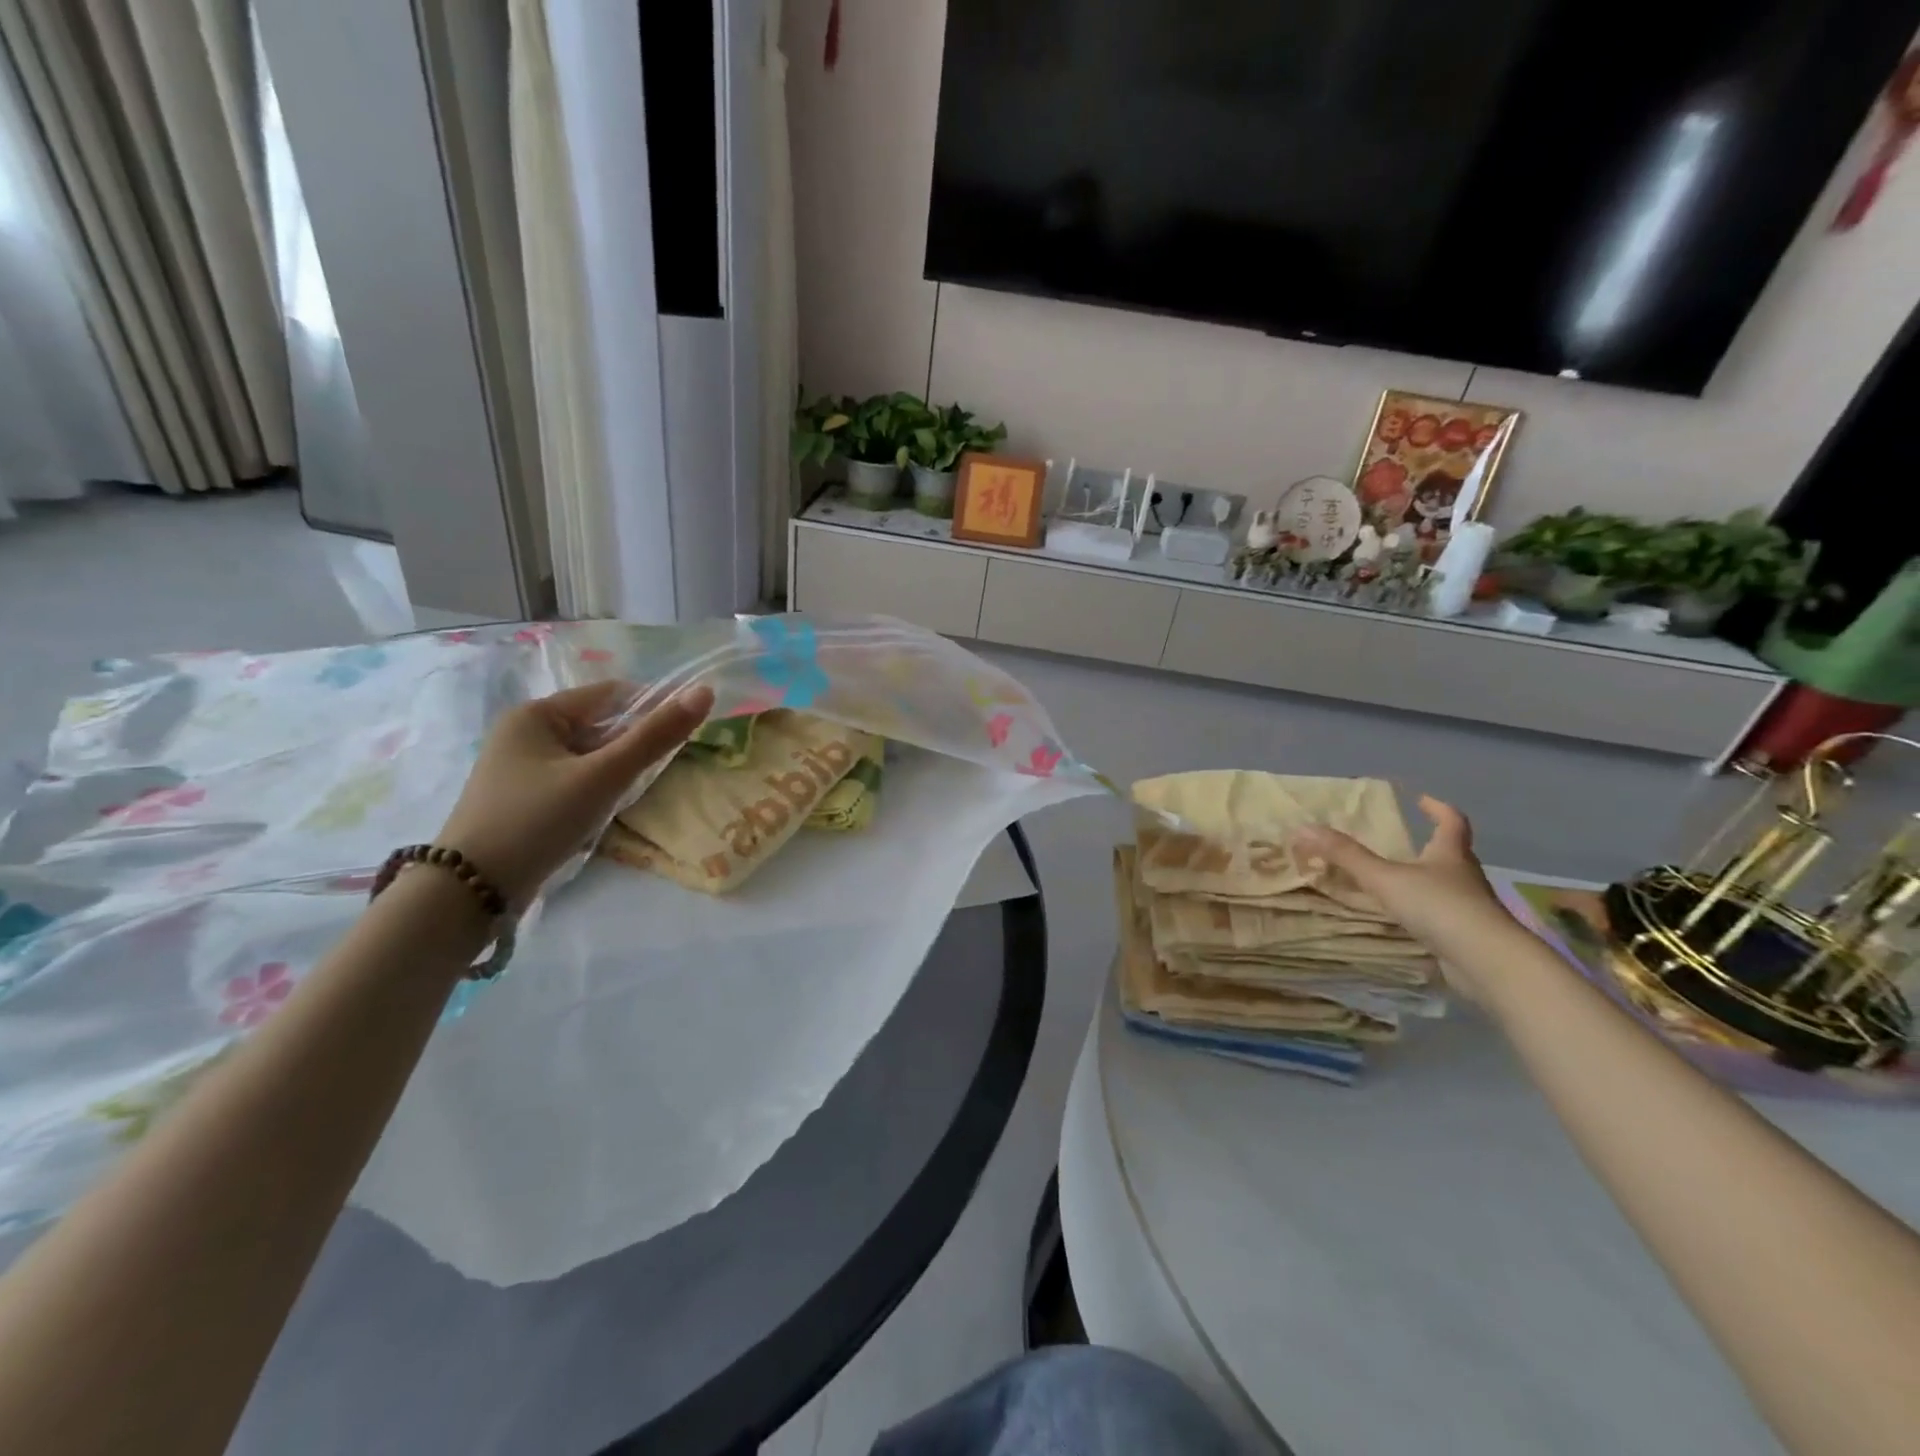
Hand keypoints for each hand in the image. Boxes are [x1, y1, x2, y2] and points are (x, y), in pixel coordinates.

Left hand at [436, 682, 713, 907]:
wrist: (470, 891)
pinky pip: (574, 779)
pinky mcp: (522, 798)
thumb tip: (705, 692)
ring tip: (628, 795)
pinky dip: (596, 788)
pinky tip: (603, 810)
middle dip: (632, 746)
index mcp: (535, 714)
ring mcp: (520, 767)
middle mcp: (524, 733)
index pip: (610, 695)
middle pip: (600, 725)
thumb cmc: (537, 820)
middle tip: (655, 772)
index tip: (681, 735)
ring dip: (615, 770)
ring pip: (589, 755)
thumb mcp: (603, 776)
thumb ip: (655, 737)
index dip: (651, 708)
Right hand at [1294, 796, 1526, 992]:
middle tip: (1404, 842)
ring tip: (1396, 882)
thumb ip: (1346, 855)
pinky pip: (1442, 916)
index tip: (1422, 799)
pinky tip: (1406, 921)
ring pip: (1447, 886)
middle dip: (1430, 846)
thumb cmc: (1439, 907)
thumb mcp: (1385, 878)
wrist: (1487, 962)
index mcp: (1451, 855)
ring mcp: (1469, 908)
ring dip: (1425, 881)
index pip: (1452, 822)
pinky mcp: (1467, 936)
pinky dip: (1425, 912)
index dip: (1438, 809)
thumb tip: (1303, 828)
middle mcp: (1464, 877)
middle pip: (1452, 853)